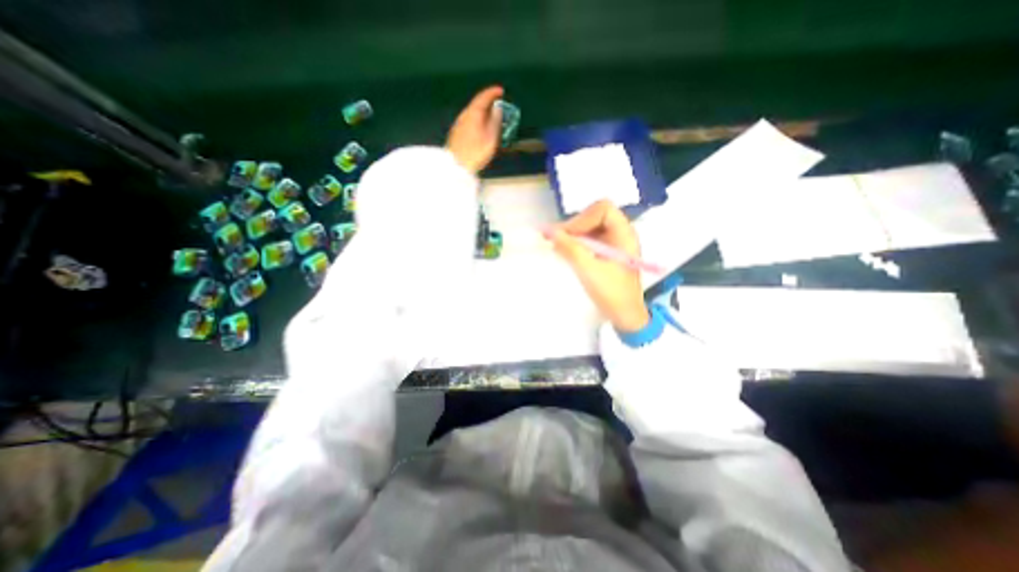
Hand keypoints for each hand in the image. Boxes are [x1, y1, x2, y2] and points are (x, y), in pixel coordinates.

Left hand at [449, 86, 504, 171]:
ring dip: (482, 113)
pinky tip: (480, 128)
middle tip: (497, 105)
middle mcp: (463, 116)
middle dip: (487, 103)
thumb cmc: (476, 153)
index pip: (482, 97)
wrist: (456, 167)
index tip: (501, 90)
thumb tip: (497, 109)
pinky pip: (468, 121)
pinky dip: (476, 120)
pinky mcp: (455, 134)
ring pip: (471, 113)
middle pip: (476, 105)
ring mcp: (458, 125)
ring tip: (490, 118)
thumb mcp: (490, 138)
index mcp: (472, 114)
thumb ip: (495, 121)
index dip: (492, 92)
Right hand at [549, 200, 652, 331]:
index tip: (567, 235)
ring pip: (590, 227)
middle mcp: (620, 233)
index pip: (603, 209)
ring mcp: (614, 243)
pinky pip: (589, 239)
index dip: (583, 218)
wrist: (625, 316)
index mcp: (624, 234)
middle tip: (557, 239)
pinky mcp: (606, 252)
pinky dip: (576, 242)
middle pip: (595, 216)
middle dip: (575, 226)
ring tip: (558, 245)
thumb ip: (569, 248)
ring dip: (573, 234)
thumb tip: (549, 232)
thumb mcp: (588, 270)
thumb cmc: (611, 293)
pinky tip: (566, 251)